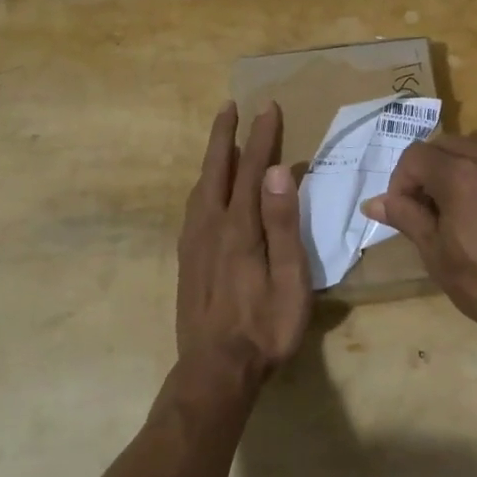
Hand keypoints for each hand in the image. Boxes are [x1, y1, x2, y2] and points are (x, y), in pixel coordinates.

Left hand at [175, 101, 311, 390]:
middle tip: (230, 106)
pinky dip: (202, 185)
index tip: (267, 108)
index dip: (261, 137)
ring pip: (200, 188)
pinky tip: (206, 191)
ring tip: (220, 140)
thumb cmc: (264, 327)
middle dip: (224, 135)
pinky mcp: (186, 260)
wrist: (215, 371)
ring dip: (211, 158)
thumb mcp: (289, 279)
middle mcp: (211, 227)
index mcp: (240, 228)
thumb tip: (278, 172)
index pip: (253, 170)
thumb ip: (282, 224)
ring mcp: (194, 244)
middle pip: (216, 170)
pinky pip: (193, 208)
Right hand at [362, 134, 476, 345]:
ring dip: (464, 169)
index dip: (401, 181)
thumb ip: (407, 218)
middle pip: (448, 144)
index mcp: (460, 175)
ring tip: (466, 208)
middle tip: (432, 209)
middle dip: (431, 169)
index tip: (406, 212)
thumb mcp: (438, 256)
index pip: (415, 155)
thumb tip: (373, 202)